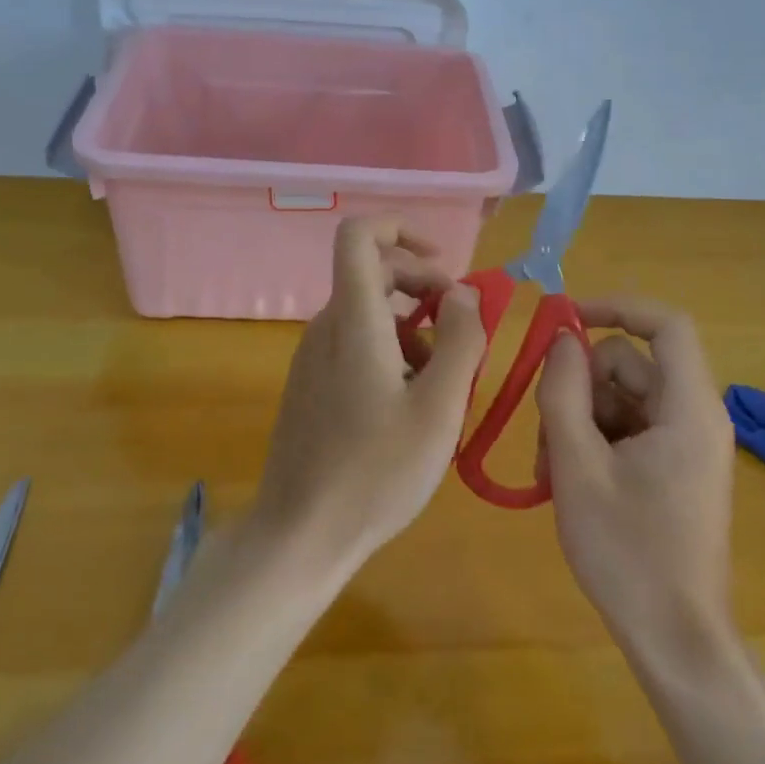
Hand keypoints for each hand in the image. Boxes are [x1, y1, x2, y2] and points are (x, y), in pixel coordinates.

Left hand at [250, 217, 486, 569]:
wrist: (301, 535)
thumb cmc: (376, 472)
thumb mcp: (439, 408)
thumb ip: (460, 341)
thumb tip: (463, 292)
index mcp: (353, 320)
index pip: (359, 235)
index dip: (401, 229)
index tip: (443, 263)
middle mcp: (326, 326)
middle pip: (373, 272)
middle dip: (424, 285)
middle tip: (464, 327)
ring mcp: (314, 356)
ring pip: (369, 312)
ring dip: (414, 326)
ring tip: (447, 377)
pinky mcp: (312, 383)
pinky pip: (356, 342)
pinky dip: (392, 350)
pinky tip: (414, 401)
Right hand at [537, 298, 736, 664]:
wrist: (675, 640)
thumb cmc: (627, 552)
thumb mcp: (577, 464)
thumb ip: (563, 391)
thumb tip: (561, 339)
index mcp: (688, 409)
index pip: (666, 325)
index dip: (616, 307)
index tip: (564, 318)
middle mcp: (696, 417)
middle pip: (630, 365)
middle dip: (581, 388)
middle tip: (547, 436)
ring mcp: (687, 444)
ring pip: (623, 398)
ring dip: (580, 421)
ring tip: (554, 473)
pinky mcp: (676, 468)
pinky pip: (630, 429)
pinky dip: (595, 443)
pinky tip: (570, 482)